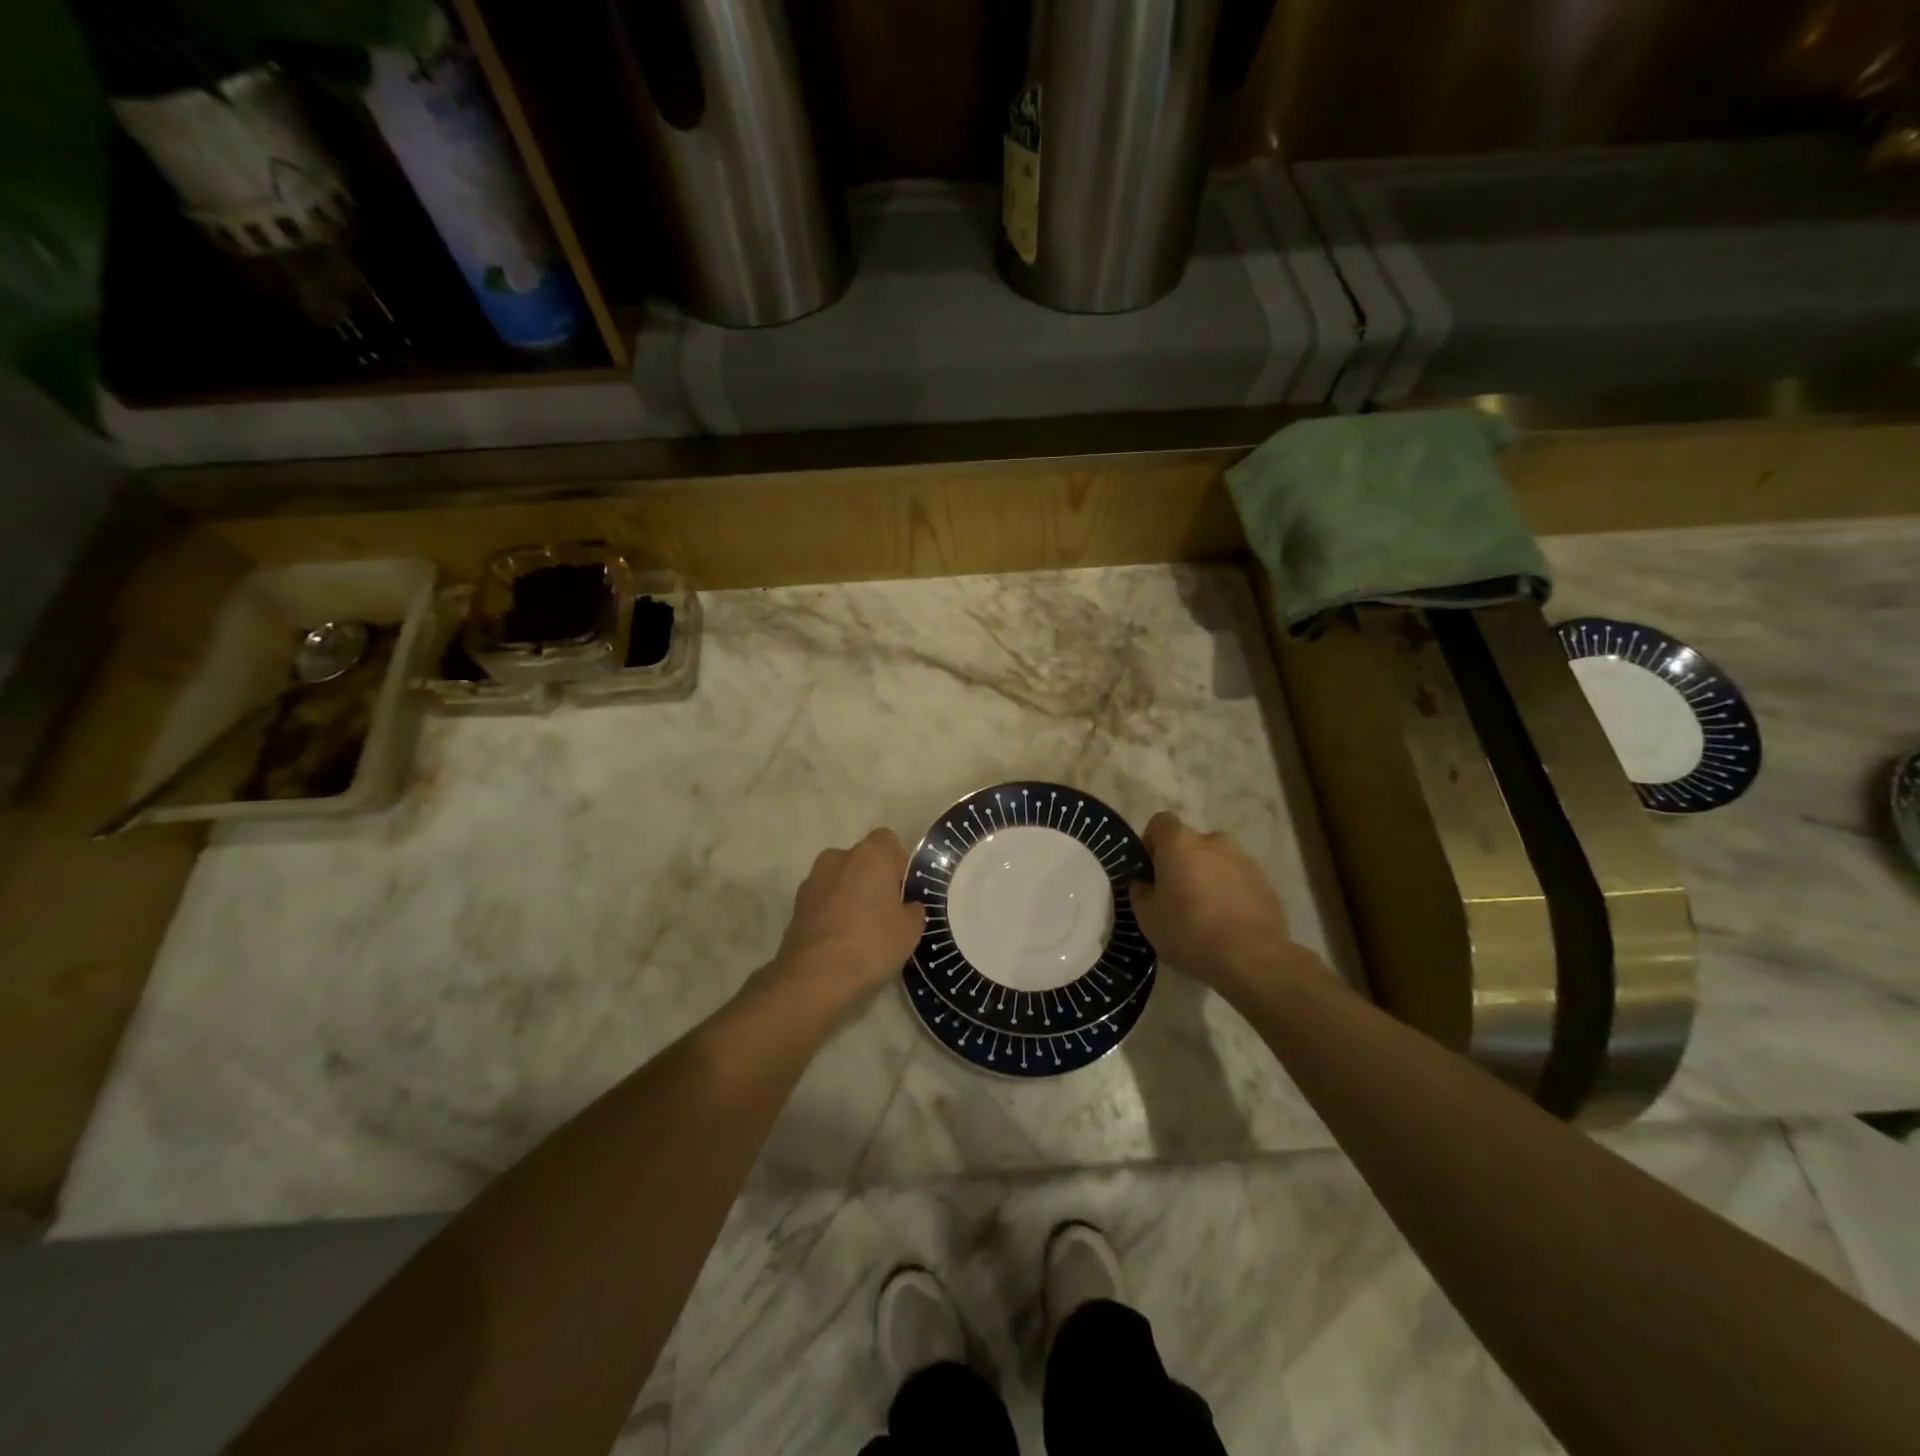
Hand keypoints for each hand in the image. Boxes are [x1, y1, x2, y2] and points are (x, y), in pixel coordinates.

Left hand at [772, 828, 925, 1008]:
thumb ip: (913, 910)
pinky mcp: (795, 906)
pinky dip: (831, 913)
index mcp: (870, 855)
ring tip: (859, 931)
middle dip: (871, 880)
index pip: (887, 841)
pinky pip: (822, 901)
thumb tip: (907, 906)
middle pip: (861, 860)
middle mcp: (838, 858)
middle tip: (883, 913)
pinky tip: (839, 942)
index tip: (902, 891)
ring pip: (839, 880)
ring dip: (849, 896)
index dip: (897, 863)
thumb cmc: (872, 943)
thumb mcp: (910, 931)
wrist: (816, 976)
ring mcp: (812, 881)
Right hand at [1131, 813, 1303, 994]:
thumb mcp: (1146, 917)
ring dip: (1209, 877)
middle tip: (1176, 896)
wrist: (1251, 958)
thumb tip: (1145, 883)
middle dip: (1183, 862)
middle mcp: (1214, 842)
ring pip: (1218, 862)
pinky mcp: (1267, 884)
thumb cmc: (1188, 931)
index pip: (1160, 822)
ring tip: (1205, 913)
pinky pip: (1240, 881)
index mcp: (1180, 842)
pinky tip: (1228, 924)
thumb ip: (1141, 892)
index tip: (1150, 871)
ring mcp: (1245, 861)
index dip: (1152, 842)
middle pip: (1191, 843)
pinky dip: (1231, 894)